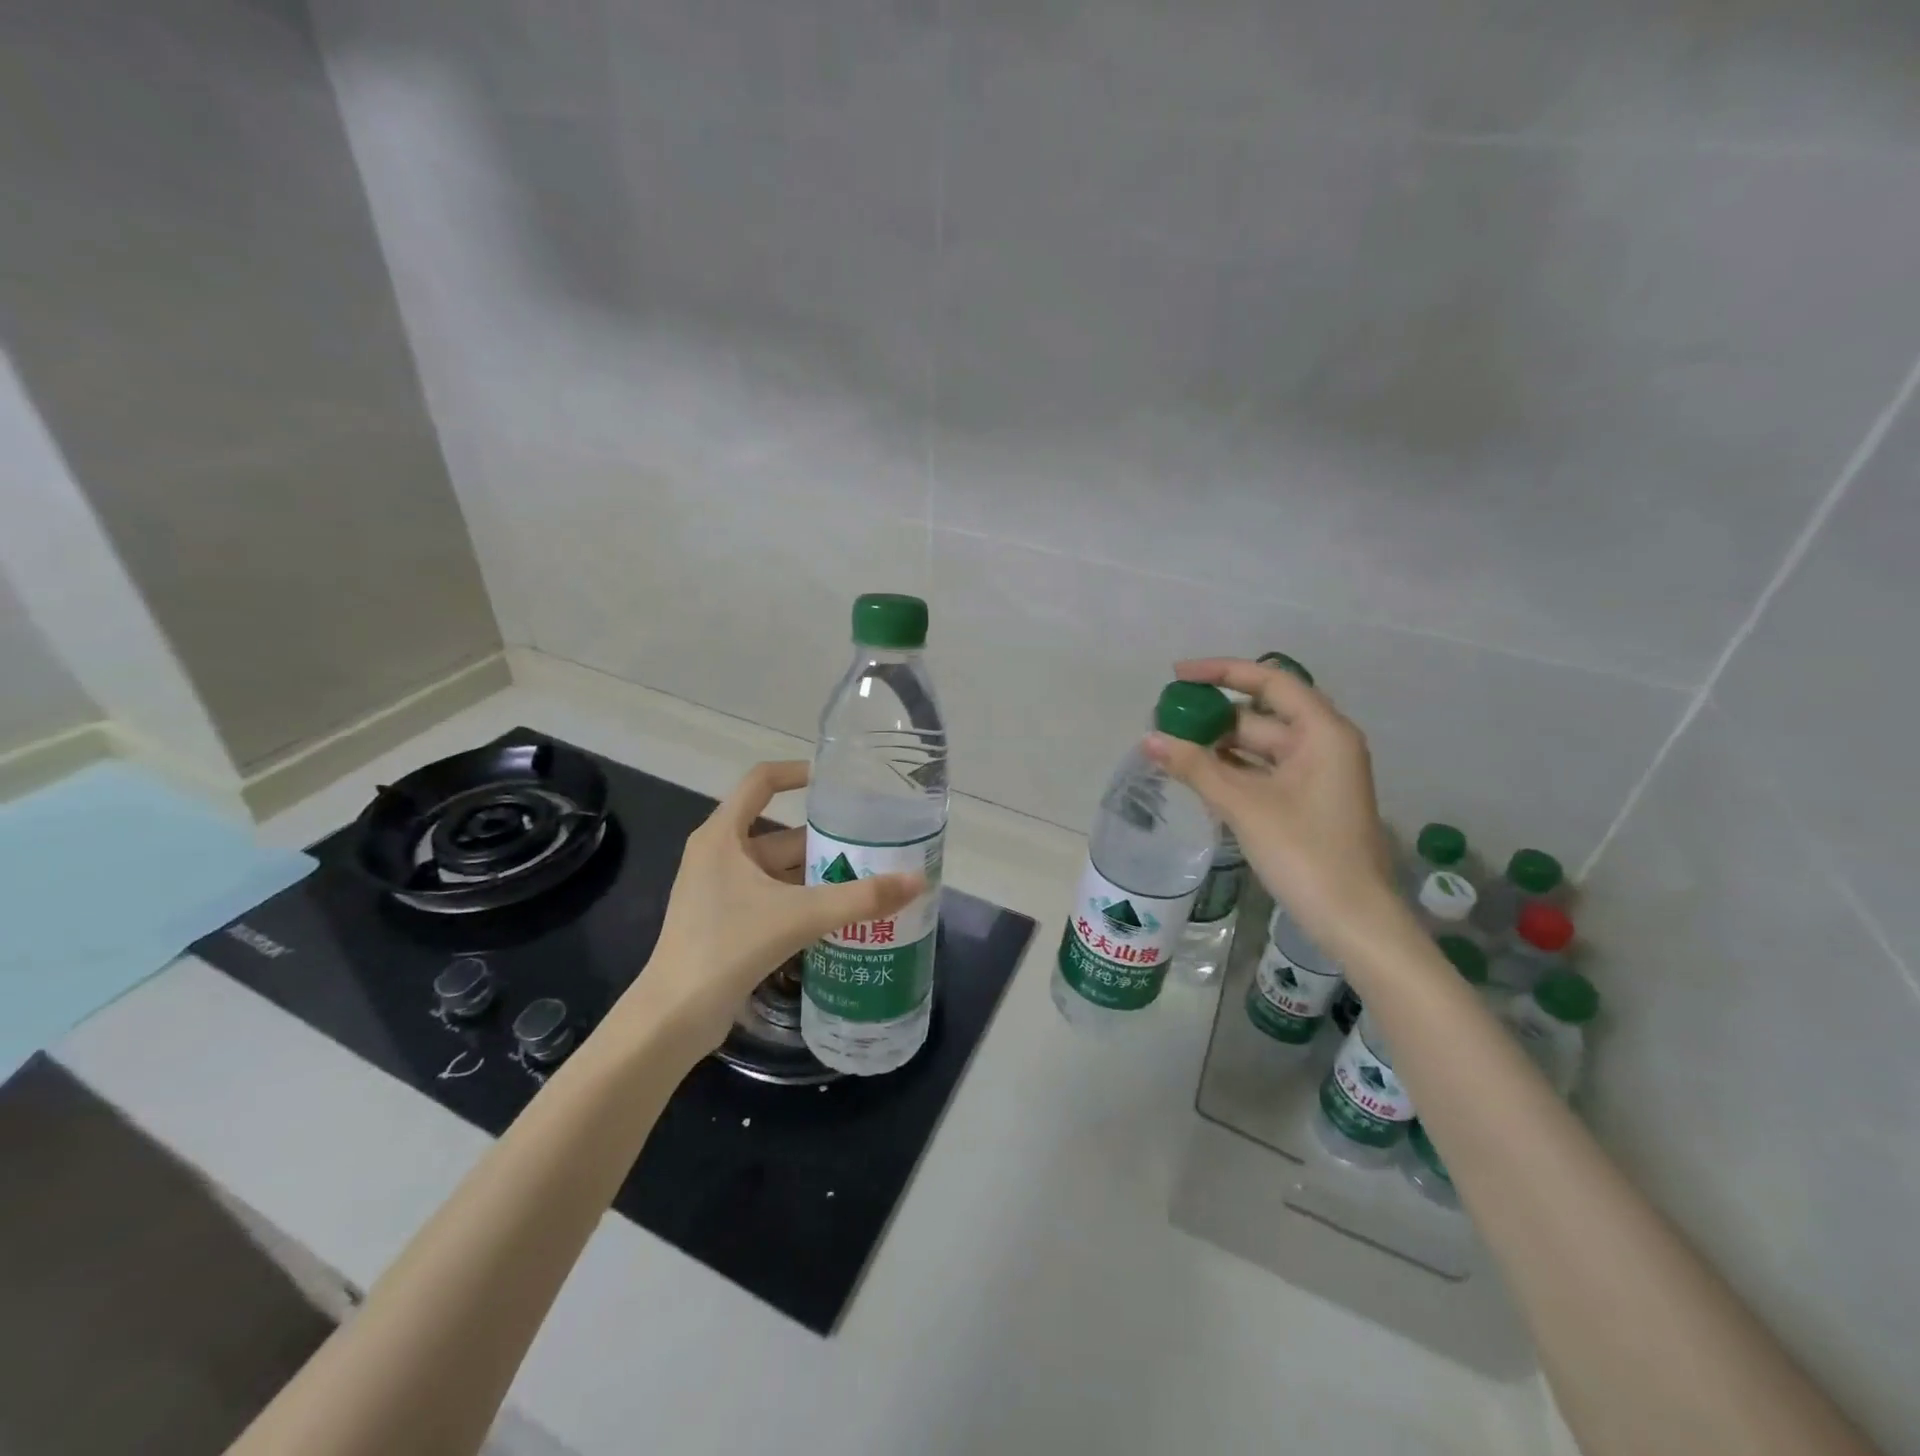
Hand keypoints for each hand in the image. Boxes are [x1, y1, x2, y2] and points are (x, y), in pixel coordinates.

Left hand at [612, 761, 924, 1054]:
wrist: (674, 1017)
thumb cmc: (728, 946)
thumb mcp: (799, 916)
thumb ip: (859, 898)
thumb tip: (917, 881)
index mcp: (722, 836)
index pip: (761, 781)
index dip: (798, 773)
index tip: (838, 781)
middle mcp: (719, 855)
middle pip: (779, 832)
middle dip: (825, 838)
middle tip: (872, 842)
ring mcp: (720, 890)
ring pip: (779, 869)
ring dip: (818, 873)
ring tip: (867, 877)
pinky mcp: (727, 921)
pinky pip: (773, 897)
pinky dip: (804, 899)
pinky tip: (839, 914)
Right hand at [1145, 658, 1399, 954]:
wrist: (1353, 921)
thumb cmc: (1305, 853)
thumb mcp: (1244, 806)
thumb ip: (1195, 767)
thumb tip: (1149, 739)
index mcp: (1322, 732)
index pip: (1269, 682)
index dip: (1222, 672)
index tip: (1178, 676)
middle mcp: (1323, 745)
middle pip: (1261, 715)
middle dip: (1213, 717)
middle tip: (1164, 722)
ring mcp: (1317, 775)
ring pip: (1259, 747)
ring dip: (1218, 747)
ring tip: (1171, 748)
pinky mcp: (1307, 802)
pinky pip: (1263, 772)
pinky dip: (1232, 771)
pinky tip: (1197, 777)